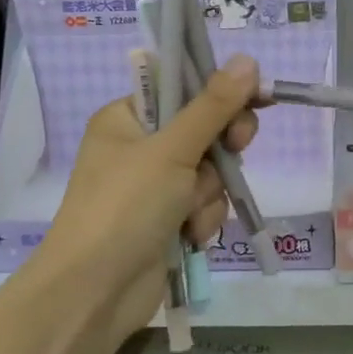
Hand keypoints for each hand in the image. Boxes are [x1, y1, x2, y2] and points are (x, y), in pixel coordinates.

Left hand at [40, 56, 259, 339]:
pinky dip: (203, 219)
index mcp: (127, 118)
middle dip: (220, 150)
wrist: (95, 293)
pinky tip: (189, 237)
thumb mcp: (172, 150)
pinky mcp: (167, 221)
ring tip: (188, 214)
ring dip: (209, 193)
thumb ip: (214, 106)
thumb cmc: (125, 207)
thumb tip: (249, 59)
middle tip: (236, 148)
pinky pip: (204, 205)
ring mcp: (154, 187)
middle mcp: (140, 148)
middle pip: (204, 130)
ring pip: (210, 172)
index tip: (257, 97)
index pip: (183, 88)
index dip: (221, 92)